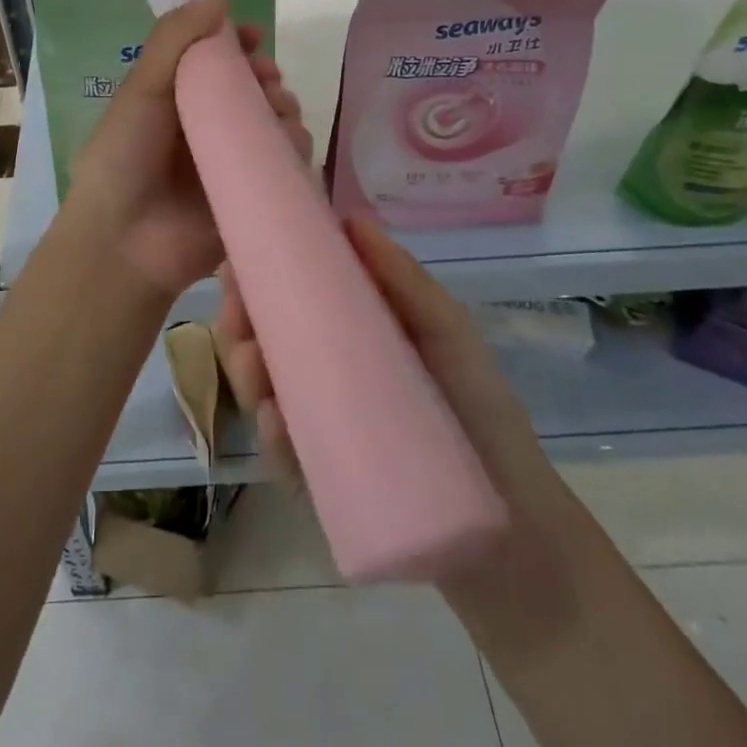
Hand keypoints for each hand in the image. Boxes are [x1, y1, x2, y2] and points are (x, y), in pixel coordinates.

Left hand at [63, 0, 309, 302]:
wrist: (125, 242)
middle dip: (266, 76)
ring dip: (284, 108)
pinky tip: (288, 144)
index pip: (217, 59)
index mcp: (177, 97)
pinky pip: (286, 163)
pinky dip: (294, 148)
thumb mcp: (142, 89)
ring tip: (276, 112)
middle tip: (264, 81)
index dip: (238, 43)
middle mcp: (207, 125)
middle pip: (253, 88)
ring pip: (276, 122)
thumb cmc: (123, 158)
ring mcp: (232, 160)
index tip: (253, 36)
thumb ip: (175, 40)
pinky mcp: (253, 192)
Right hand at [216, 212, 548, 502]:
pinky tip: (274, 423)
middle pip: (266, 340)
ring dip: (245, 373)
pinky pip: (283, 453)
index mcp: (352, 331)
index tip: (235, 265)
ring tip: (253, 365)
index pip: (294, 295)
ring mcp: (321, 423)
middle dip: (239, 324)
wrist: (511, 528)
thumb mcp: (446, 332)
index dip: (258, 276)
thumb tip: (351, 219)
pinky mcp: (321, 474)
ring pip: (263, 391)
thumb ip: (404, 280)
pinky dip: (271, 436)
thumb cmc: (480, 410)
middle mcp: (328, 371)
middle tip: (236, 317)